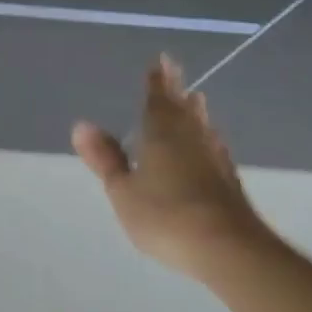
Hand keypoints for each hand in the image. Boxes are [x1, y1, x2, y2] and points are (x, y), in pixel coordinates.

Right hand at [72, 55, 267, 275]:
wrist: (229, 250)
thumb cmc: (166, 215)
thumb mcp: (123, 190)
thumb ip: (106, 159)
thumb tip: (81, 125)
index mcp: (161, 132)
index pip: (157, 98)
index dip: (157, 80)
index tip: (161, 60)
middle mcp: (191, 137)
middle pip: (183, 107)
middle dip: (177, 90)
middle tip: (176, 73)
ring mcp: (214, 159)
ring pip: (202, 126)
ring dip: (196, 112)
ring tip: (196, 101)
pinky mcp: (230, 182)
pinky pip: (213, 147)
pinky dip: (207, 139)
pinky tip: (210, 147)